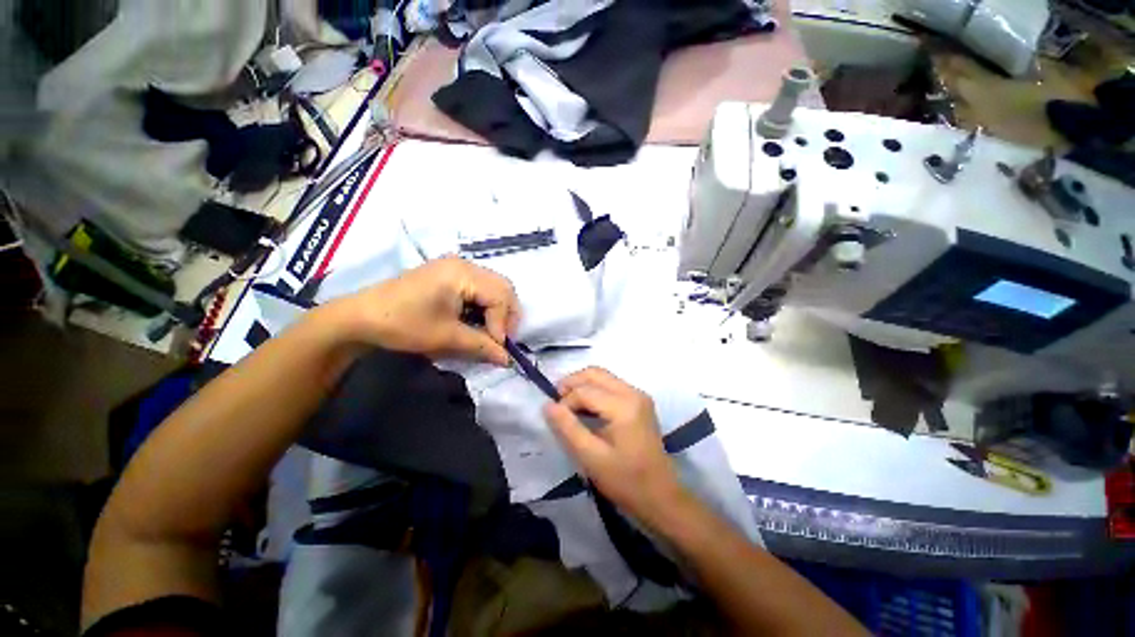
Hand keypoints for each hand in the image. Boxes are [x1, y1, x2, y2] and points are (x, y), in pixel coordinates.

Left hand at [339, 257, 519, 364]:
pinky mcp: (449, 273)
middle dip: (507, 315)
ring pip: (494, 286)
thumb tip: (508, 360)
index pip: (500, 297)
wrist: (360, 317)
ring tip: (491, 332)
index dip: (503, 325)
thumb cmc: (403, 325)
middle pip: (503, 287)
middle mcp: (464, 264)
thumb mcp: (446, 337)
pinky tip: (478, 320)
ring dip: (498, 310)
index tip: (498, 348)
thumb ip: (482, 346)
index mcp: (463, 273)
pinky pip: (481, 286)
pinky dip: (486, 305)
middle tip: (500, 339)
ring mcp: (456, 266)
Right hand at [543, 367, 686, 524]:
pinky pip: (611, 385)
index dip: (565, 402)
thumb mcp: (591, 458)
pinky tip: (585, 408)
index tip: (556, 420)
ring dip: (582, 386)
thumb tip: (547, 405)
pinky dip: (594, 391)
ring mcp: (638, 395)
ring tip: (568, 406)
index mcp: (624, 405)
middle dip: (572, 383)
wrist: (661, 496)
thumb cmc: (626, 481)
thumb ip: (568, 428)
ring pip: (603, 377)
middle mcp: (633, 392)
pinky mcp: (639, 401)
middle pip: (595, 373)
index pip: (585, 390)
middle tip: (557, 403)